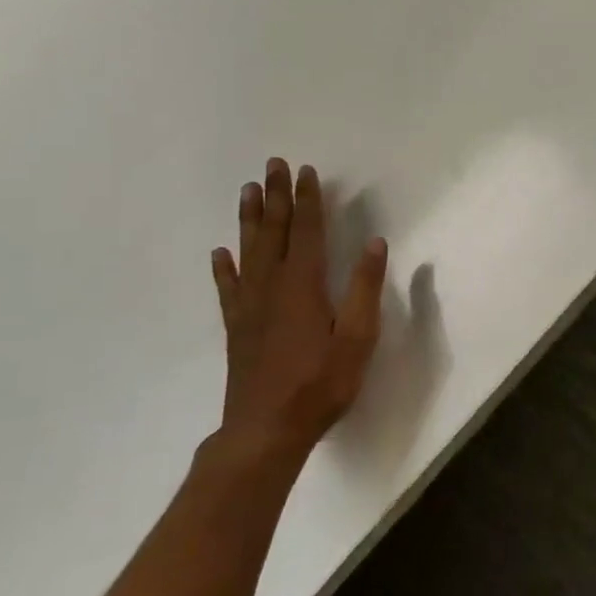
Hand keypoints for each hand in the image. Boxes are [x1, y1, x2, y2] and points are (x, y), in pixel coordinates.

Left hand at [210, 158, 387, 461]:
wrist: (266, 430)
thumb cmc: (321, 383)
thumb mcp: (358, 338)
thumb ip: (365, 289)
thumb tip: (374, 243)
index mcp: (304, 285)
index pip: (308, 231)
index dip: (308, 200)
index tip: (306, 171)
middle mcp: (272, 287)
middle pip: (274, 232)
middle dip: (276, 197)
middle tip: (272, 165)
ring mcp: (250, 307)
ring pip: (248, 252)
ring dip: (250, 219)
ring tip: (248, 190)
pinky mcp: (238, 327)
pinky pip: (229, 288)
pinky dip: (224, 267)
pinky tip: (220, 253)